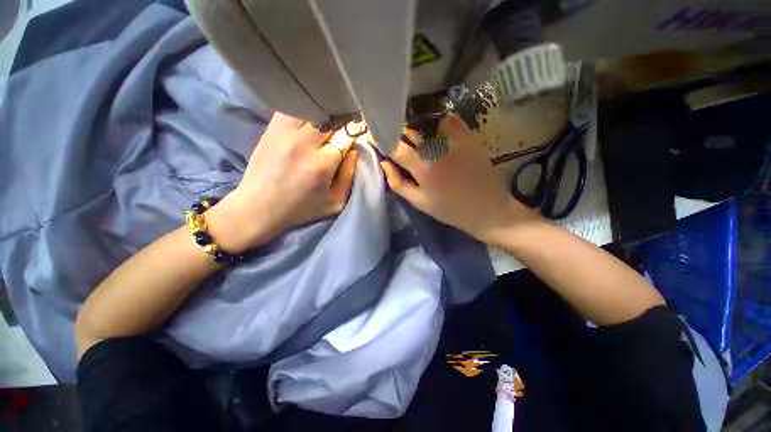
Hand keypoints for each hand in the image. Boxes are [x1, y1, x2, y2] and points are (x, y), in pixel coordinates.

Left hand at [209, 113, 357, 252]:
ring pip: (311, 109)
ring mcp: (283, 133)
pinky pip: (292, 109)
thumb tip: (354, 150)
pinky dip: (305, 110)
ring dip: (324, 113)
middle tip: (345, 124)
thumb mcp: (335, 203)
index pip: (345, 135)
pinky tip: (309, 118)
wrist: (258, 207)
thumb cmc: (301, 209)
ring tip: (328, 121)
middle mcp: (302, 144)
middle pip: (330, 118)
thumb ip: (349, 176)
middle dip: (341, 119)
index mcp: (321, 165)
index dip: (354, 131)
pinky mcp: (270, 129)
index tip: (357, 131)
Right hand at [381, 113, 536, 242]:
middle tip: (400, 142)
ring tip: (419, 137)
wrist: (487, 209)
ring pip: (428, 122)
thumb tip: (384, 163)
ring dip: (419, 127)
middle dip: (400, 134)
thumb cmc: (450, 209)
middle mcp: (436, 148)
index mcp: (422, 166)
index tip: (380, 142)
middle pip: (410, 130)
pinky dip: (440, 123)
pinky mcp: (469, 136)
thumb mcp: (419, 202)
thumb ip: (398, 183)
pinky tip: (439, 133)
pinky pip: (450, 120)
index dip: (384, 142)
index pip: (395, 145)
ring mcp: (454, 139)